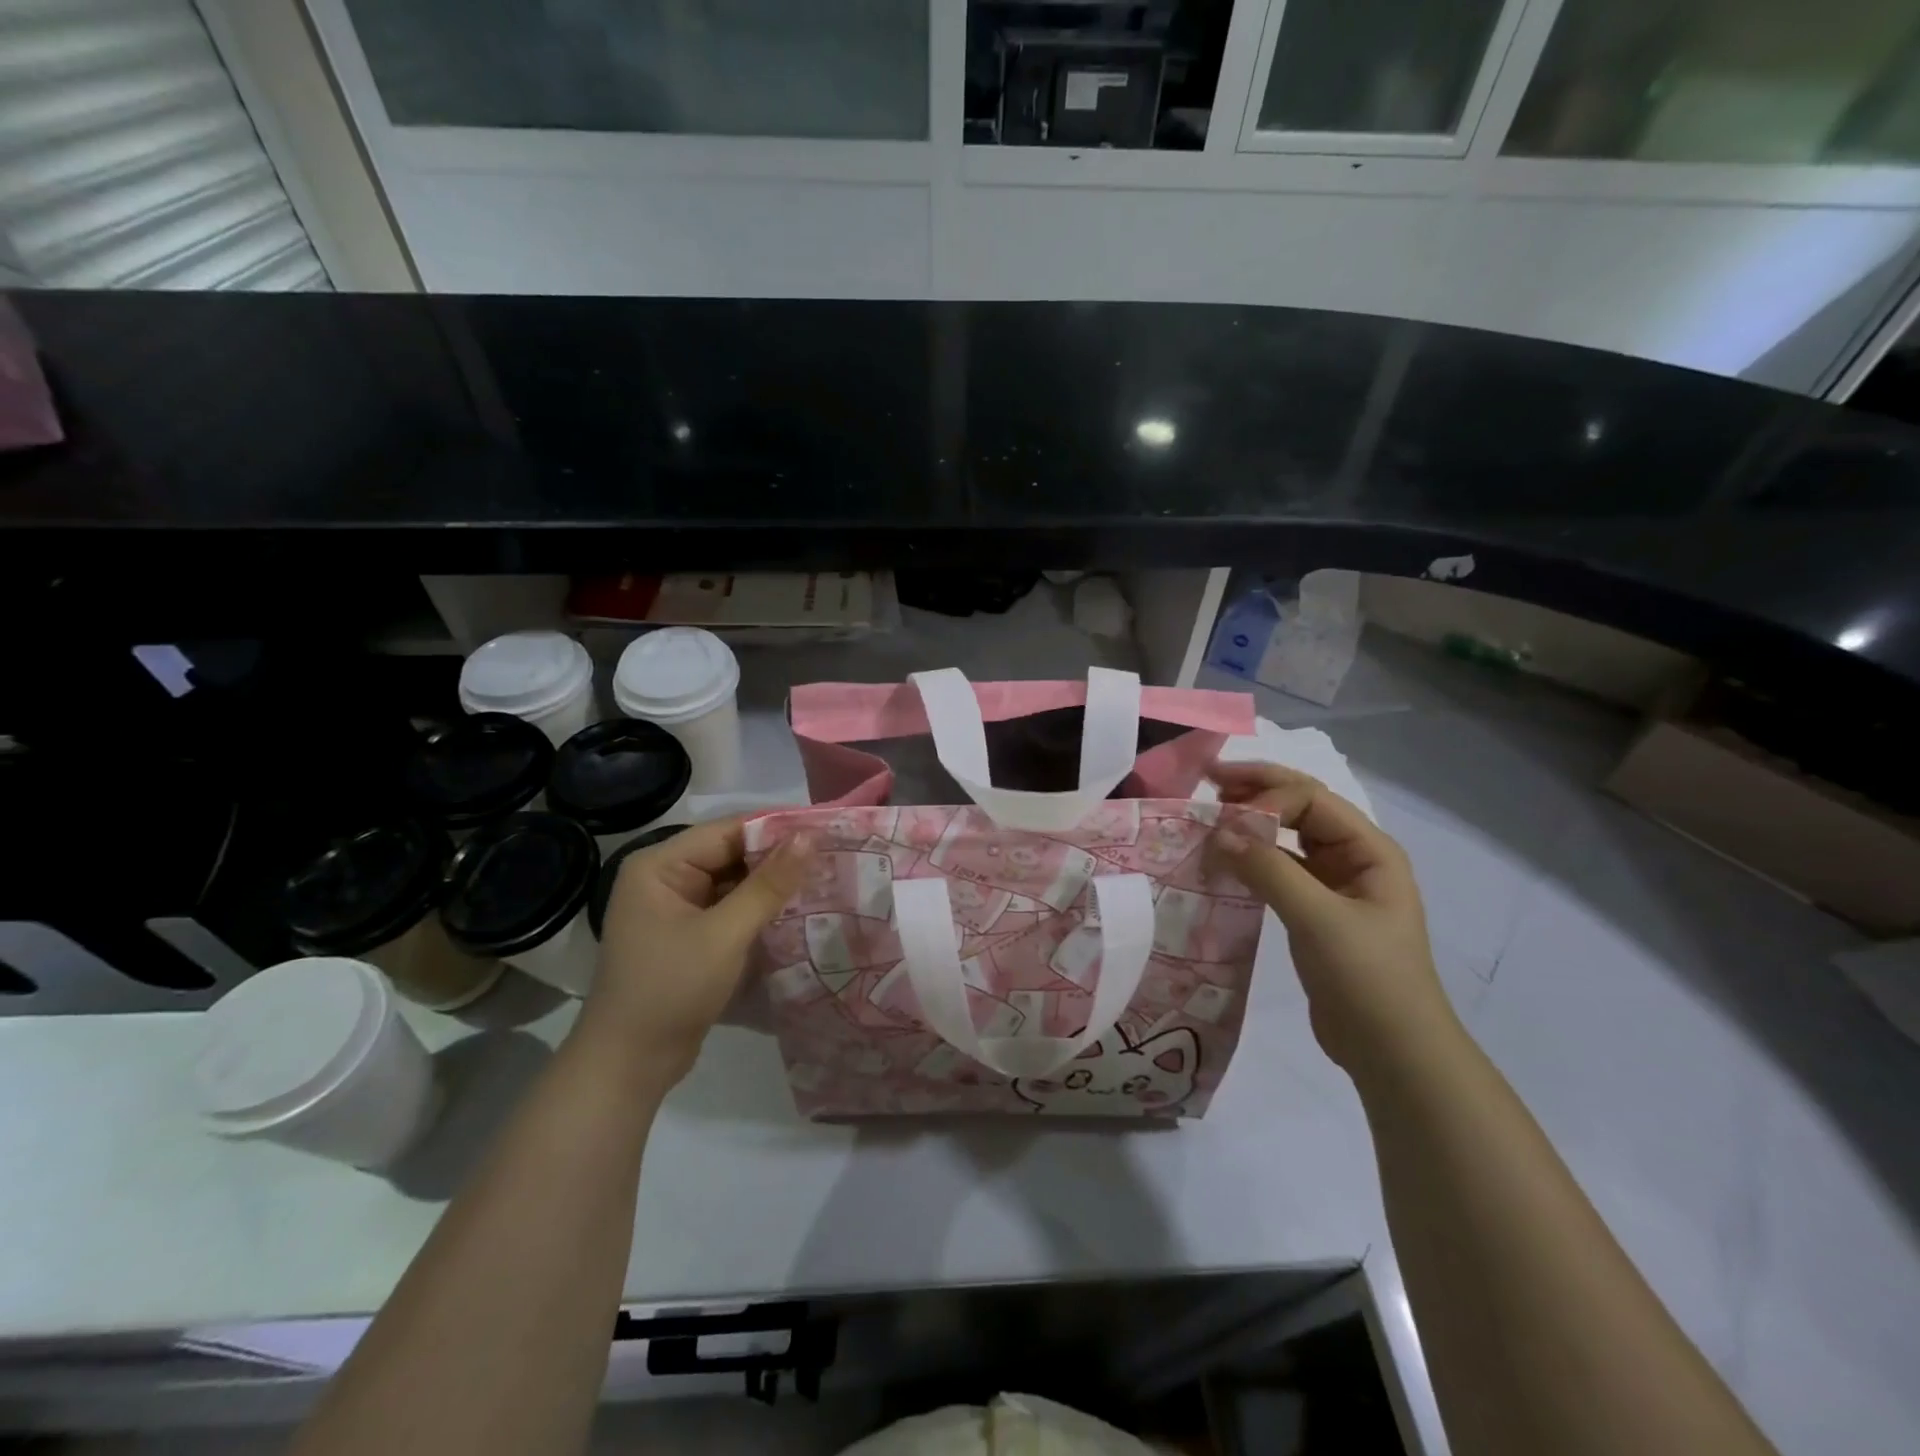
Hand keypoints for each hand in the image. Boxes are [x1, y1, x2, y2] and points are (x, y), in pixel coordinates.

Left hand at [585, 819, 810, 1085]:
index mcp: (660, 866)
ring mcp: (676, 908)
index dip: (776, 830)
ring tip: (824, 880)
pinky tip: (797, 911)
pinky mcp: (689, 935)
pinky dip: (759, 910)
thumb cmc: (670, 989)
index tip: (825, 832)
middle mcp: (665, 878)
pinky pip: (730, 908)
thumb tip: (809, 837)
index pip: (727, 831)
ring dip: (772, 885)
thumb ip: (768, 884)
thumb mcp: (725, 934)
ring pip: (734, 882)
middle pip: (731, 854)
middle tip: (831, 858)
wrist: (628, 1066)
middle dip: (777, 859)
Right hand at [1206, 761, 1457, 1076]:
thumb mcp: (1319, 919)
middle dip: (1257, 790)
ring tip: (1210, 814)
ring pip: (1287, 837)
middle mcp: (1353, 857)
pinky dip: (1250, 858)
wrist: (1393, 1052)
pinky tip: (1223, 859)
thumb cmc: (1368, 978)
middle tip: (1208, 781)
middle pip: (1301, 807)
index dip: (1265, 798)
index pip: (1311, 799)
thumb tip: (1217, 831)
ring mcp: (1333, 884)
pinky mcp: (1313, 911)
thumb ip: (1268, 870)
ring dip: (1251, 822)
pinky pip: (1278, 869)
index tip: (1222, 816)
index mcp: (1369, 849)